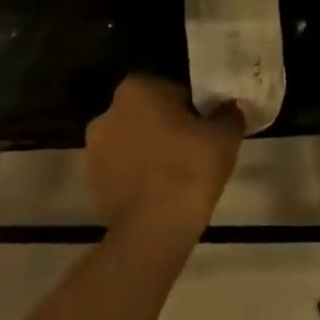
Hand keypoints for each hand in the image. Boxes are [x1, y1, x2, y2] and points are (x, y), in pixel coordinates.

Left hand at [86, 75, 243, 238]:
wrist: (153, 231)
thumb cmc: (189, 169)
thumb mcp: (224, 136)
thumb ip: (228, 113)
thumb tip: (229, 107)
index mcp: (137, 88)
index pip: (170, 87)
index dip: (190, 105)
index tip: (204, 126)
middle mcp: (108, 111)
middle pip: (147, 112)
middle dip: (165, 124)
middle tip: (192, 147)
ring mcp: (94, 148)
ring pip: (132, 140)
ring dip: (149, 149)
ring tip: (176, 172)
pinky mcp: (90, 181)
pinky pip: (121, 168)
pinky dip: (137, 174)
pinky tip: (159, 191)